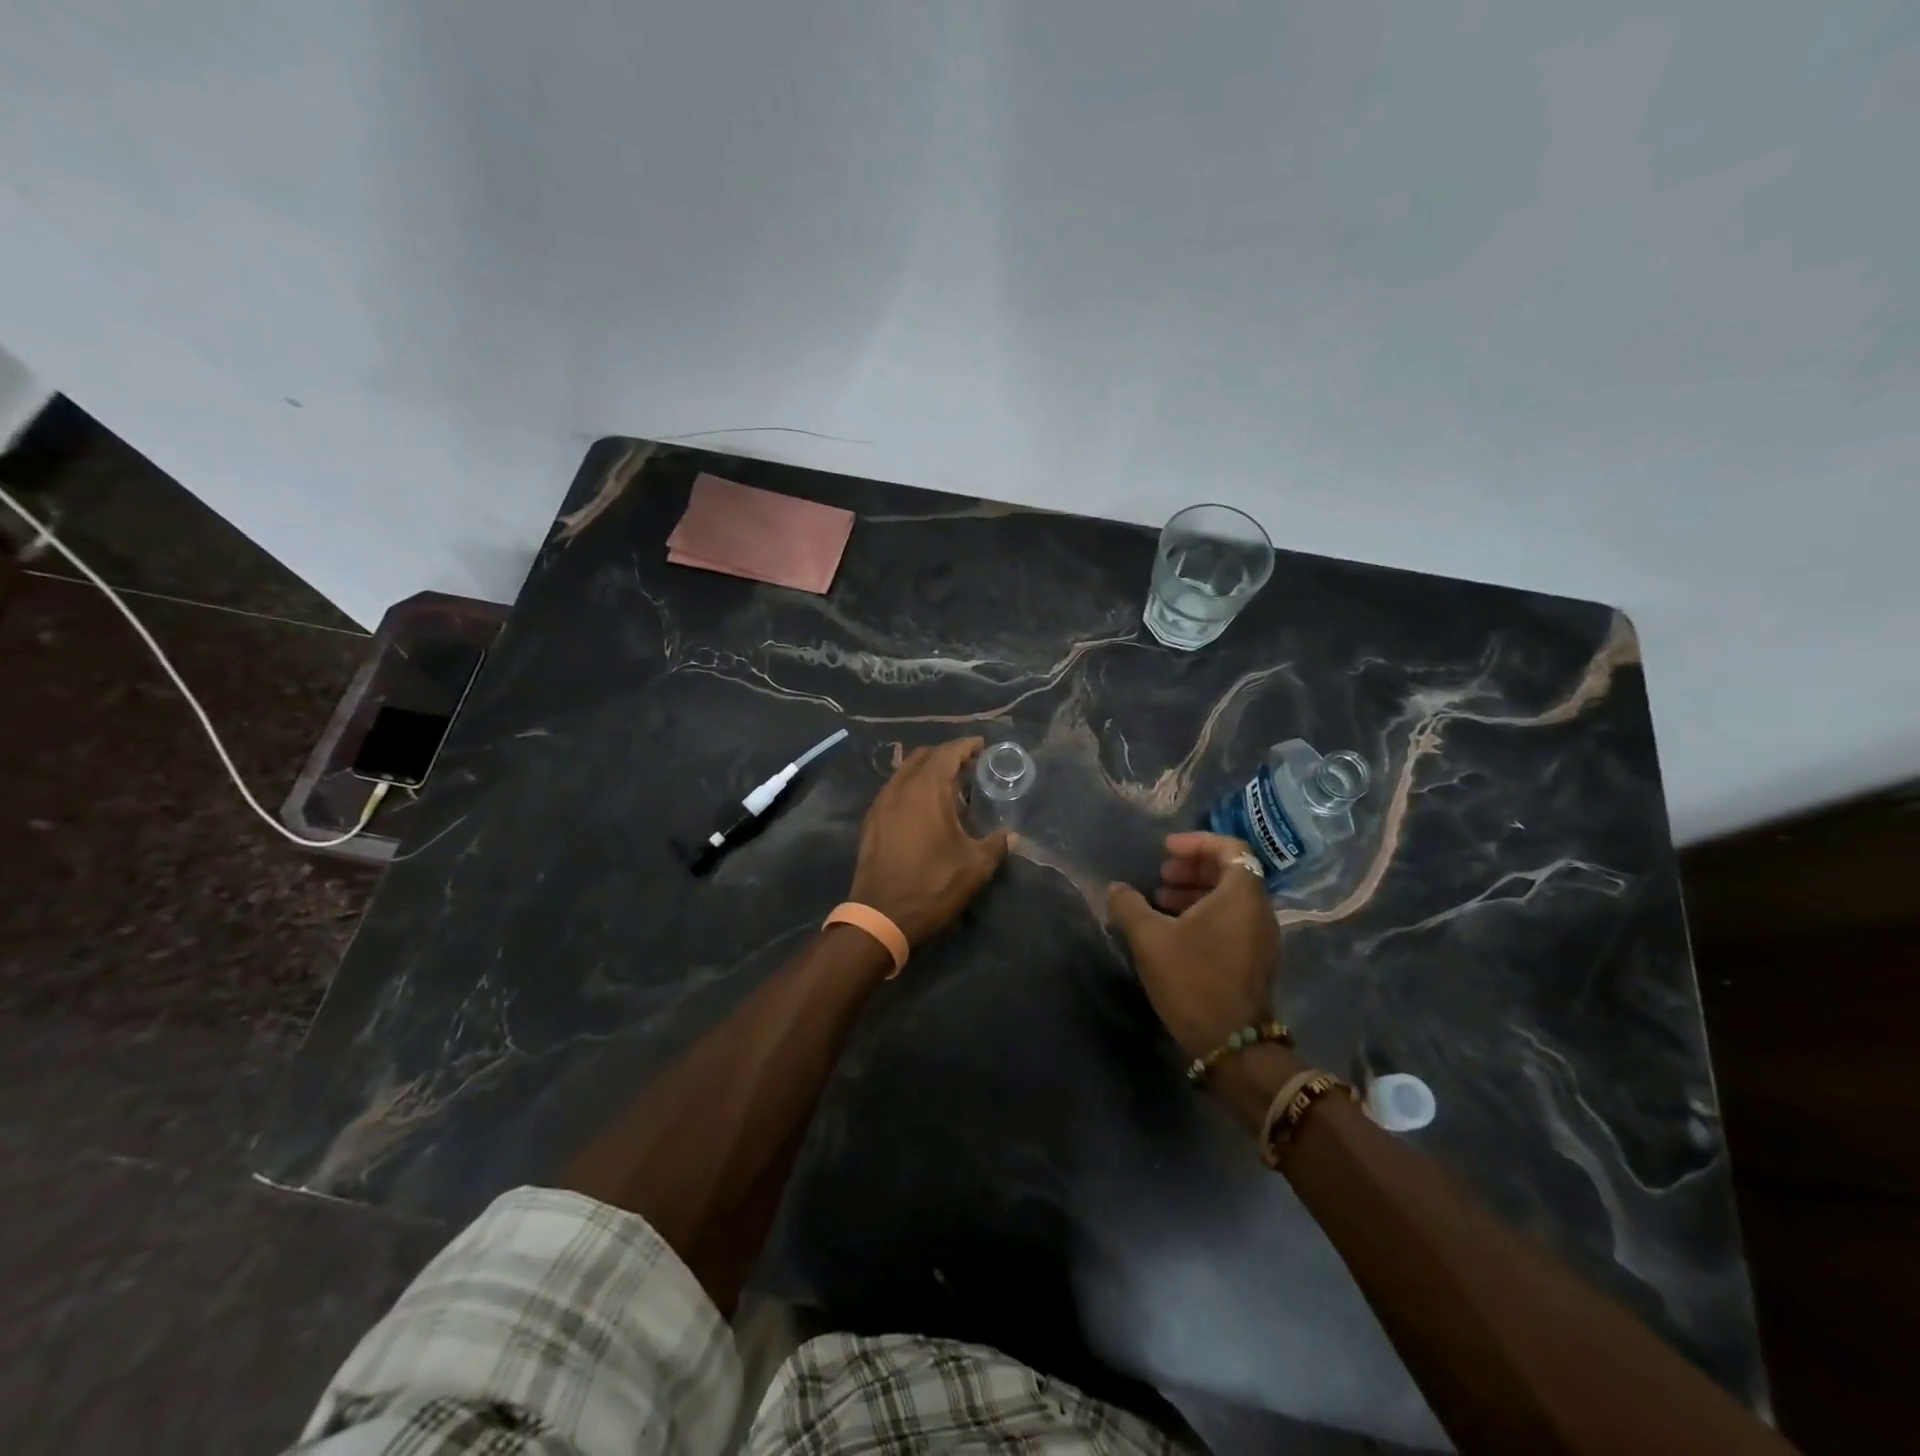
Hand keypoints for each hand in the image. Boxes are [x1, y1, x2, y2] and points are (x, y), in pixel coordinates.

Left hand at [848, 737, 1011, 947]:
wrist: (880, 916)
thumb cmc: (931, 885)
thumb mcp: (974, 867)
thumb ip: (995, 845)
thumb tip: (1011, 836)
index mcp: (926, 789)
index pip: (947, 752)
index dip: (966, 746)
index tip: (982, 745)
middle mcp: (900, 788)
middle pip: (923, 756)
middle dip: (946, 755)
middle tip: (969, 766)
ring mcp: (881, 804)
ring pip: (905, 772)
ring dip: (927, 771)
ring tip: (949, 787)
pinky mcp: (871, 822)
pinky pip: (894, 790)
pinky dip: (911, 787)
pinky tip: (924, 808)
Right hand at [1107, 832, 1279, 1058]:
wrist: (1232, 1044)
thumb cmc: (1193, 980)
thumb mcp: (1150, 938)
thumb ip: (1129, 905)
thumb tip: (1116, 889)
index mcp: (1241, 894)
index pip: (1229, 848)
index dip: (1196, 843)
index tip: (1166, 851)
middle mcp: (1258, 910)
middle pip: (1229, 871)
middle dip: (1192, 868)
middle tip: (1161, 876)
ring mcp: (1260, 936)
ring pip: (1229, 898)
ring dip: (1195, 892)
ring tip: (1160, 902)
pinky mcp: (1254, 959)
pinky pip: (1231, 920)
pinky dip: (1204, 914)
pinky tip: (1174, 930)